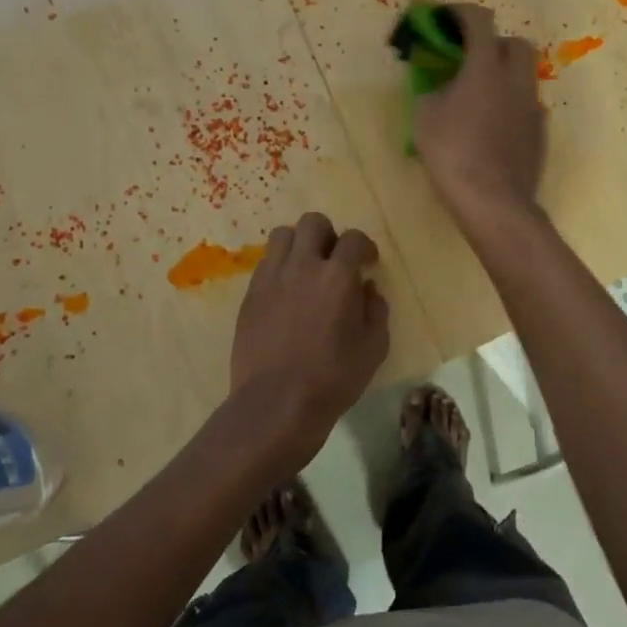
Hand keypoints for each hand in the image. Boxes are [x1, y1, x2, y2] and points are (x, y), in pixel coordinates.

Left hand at [227, 212, 389, 462]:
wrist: (276, 403)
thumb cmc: (333, 377)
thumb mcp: (374, 347)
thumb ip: (376, 310)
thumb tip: (367, 289)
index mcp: (337, 276)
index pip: (354, 238)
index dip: (364, 246)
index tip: (367, 262)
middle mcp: (302, 266)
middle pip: (313, 223)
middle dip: (329, 235)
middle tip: (334, 260)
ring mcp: (271, 278)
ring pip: (283, 235)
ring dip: (299, 244)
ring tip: (306, 269)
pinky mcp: (250, 295)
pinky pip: (265, 263)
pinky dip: (279, 267)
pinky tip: (286, 292)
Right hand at [414, 3, 546, 228]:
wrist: (494, 201)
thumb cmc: (453, 154)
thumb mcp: (424, 117)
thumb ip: (432, 89)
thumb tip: (440, 85)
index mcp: (486, 67)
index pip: (480, 20)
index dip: (460, 13)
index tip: (445, 19)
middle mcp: (516, 79)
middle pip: (514, 42)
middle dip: (492, 42)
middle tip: (468, 59)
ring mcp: (533, 106)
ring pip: (524, 74)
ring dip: (503, 74)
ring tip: (479, 95)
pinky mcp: (540, 131)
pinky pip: (526, 104)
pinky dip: (510, 103)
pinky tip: (492, 126)